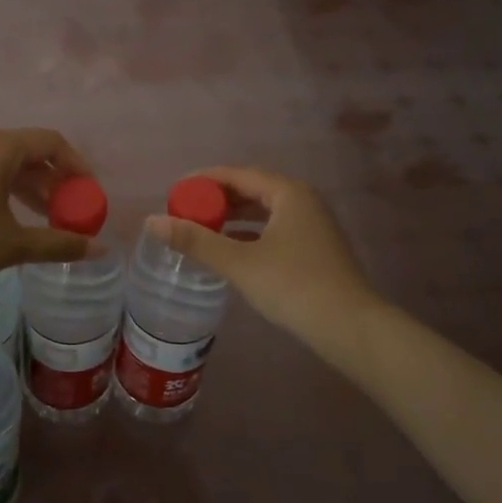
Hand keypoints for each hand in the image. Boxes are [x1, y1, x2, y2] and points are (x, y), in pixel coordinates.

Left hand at [0, 129, 89, 293]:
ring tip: (42, 221)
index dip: (78, 166)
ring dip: (29, 190)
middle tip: (67, 212)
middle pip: (28, 153)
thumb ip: (59, 243)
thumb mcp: (13, 245)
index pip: (52, 143)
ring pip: (3, 166)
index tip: (89, 195)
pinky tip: (4, 222)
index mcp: (0, 148)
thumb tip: (100, 248)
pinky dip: (3, 192)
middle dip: (53, 182)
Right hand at [146, 167, 380, 363]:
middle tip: (184, 211)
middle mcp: (303, 201)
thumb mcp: (240, 262)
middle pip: (251, 190)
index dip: (203, 180)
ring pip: (263, 212)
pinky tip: (231, 250)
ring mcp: (313, 225)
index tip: (175, 190)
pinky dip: (249, 234)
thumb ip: (196, 241)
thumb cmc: (294, 286)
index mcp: (288, 193)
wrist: (350, 327)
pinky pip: (273, 229)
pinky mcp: (315, 249)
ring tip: (201, 229)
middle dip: (217, 200)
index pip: (237, 175)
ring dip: (232, 218)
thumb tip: (151, 221)